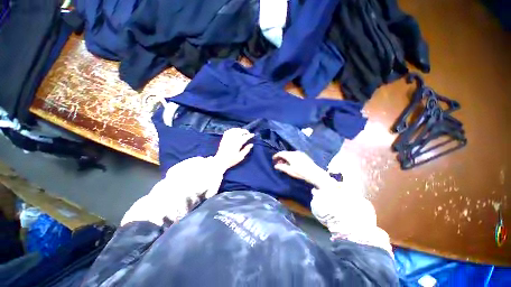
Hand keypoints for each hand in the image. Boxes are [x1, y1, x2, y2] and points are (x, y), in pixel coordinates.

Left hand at [214, 128, 253, 171]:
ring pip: (234, 130)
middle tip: (248, 133)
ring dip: (239, 129)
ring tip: (243, 131)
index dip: (249, 135)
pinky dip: (232, 129)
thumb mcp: (241, 157)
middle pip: (240, 132)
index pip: (245, 137)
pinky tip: (235, 130)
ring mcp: (227, 138)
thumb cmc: (231, 160)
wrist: (220, 161)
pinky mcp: (223, 138)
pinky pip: (228, 131)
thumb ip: (246, 150)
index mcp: (237, 144)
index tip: (253, 135)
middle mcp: (232, 139)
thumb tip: (251, 144)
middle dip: (245, 131)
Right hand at [273, 151, 333, 187]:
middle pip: (285, 153)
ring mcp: (300, 153)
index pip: (281, 153)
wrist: (314, 173)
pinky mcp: (304, 155)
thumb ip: (282, 167)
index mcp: (290, 155)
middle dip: (281, 157)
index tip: (273, 159)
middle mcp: (295, 152)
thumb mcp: (290, 171)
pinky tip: (291, 163)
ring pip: (290, 154)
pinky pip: (294, 154)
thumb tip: (276, 165)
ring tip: (284, 163)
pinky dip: (291, 157)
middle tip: (278, 163)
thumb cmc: (301, 172)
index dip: (276, 156)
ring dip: (286, 157)